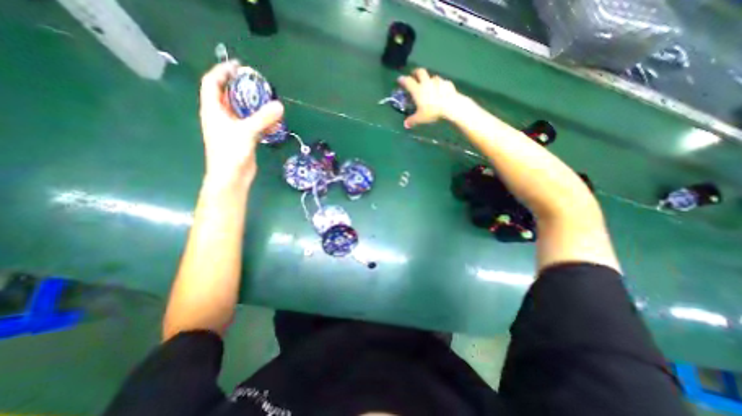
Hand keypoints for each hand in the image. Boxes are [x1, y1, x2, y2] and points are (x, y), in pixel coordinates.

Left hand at [197, 60, 283, 185]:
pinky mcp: (243, 138)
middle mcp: (221, 116)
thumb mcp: (246, 132)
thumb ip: (263, 118)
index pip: (212, 83)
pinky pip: (252, 124)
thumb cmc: (231, 152)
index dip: (222, 71)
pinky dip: (261, 120)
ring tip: (268, 100)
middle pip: (228, 95)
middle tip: (258, 83)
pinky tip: (274, 121)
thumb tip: (280, 105)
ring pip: (242, 111)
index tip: (238, 66)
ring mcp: (232, 128)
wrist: (232, 177)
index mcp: (213, 110)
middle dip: (241, 87)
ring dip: (254, 105)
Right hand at [397, 68, 462, 127]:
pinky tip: (440, 90)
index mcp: (418, 90)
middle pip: (420, 72)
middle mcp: (426, 83)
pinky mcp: (447, 83)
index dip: (403, 80)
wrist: (450, 106)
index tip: (399, 79)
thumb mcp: (420, 118)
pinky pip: (442, 82)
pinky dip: (439, 84)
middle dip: (416, 72)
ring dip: (428, 79)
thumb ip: (412, 120)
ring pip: (432, 76)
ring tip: (428, 84)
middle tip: (414, 75)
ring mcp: (438, 81)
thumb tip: (405, 125)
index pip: (408, 81)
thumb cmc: (432, 111)